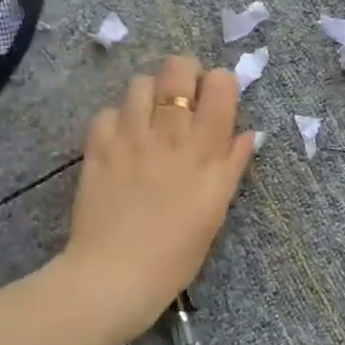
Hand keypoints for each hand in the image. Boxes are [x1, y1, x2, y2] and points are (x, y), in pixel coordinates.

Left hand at [62, 55, 257, 339]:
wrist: (116, 274)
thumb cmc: (177, 253)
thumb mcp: (216, 210)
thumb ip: (231, 166)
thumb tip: (247, 134)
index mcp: (205, 149)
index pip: (220, 84)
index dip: (221, 83)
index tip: (217, 100)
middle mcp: (168, 133)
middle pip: (178, 70)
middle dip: (185, 73)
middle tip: (184, 97)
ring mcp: (129, 137)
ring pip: (139, 84)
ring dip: (149, 94)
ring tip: (150, 118)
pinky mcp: (97, 148)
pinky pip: (106, 112)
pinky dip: (117, 120)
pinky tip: (121, 140)